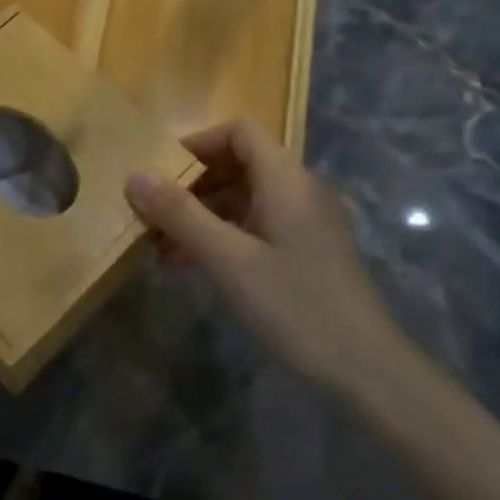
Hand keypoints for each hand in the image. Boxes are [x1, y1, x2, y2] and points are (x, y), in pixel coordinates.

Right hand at [125, 119, 406, 390]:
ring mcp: (305, 222)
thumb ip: (180, 215)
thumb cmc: (295, 305)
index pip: (239, 132)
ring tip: (159, 246)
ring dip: (202, 215)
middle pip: (238, 164)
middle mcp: (298, 190)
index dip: (197, 143)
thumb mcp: (229, 260)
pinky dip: (222, 236)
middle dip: (191, 185)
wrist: (366, 368)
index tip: (160, 172)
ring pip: (244, 199)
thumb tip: (134, 176)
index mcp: (286, 179)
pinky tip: (190, 265)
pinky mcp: (306, 251)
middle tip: (152, 214)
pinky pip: (256, 227)